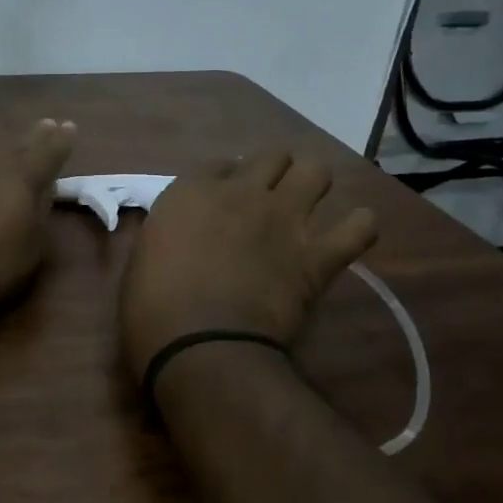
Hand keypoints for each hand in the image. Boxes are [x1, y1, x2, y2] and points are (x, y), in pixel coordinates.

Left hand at [0, 119, 76, 304]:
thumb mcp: (32, 249)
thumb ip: (40, 219)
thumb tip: (42, 198)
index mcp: (22, 179)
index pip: (48, 154)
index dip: (61, 141)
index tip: (69, 126)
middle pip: (17, 148)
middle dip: (34, 138)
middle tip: (46, 124)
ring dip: (5, 155)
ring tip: (13, 153)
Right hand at [119, 150, 376, 379]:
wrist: (200, 345)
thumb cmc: (153, 308)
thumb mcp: (144, 256)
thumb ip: (171, 233)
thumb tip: (185, 235)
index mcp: (192, 192)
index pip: (219, 165)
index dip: (224, 181)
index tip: (222, 203)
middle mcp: (242, 193)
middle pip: (272, 157)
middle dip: (272, 175)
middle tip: (265, 202)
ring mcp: (284, 220)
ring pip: (316, 172)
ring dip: (311, 186)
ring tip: (304, 210)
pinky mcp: (316, 255)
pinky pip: (359, 227)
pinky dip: (357, 228)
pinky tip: (348, 236)